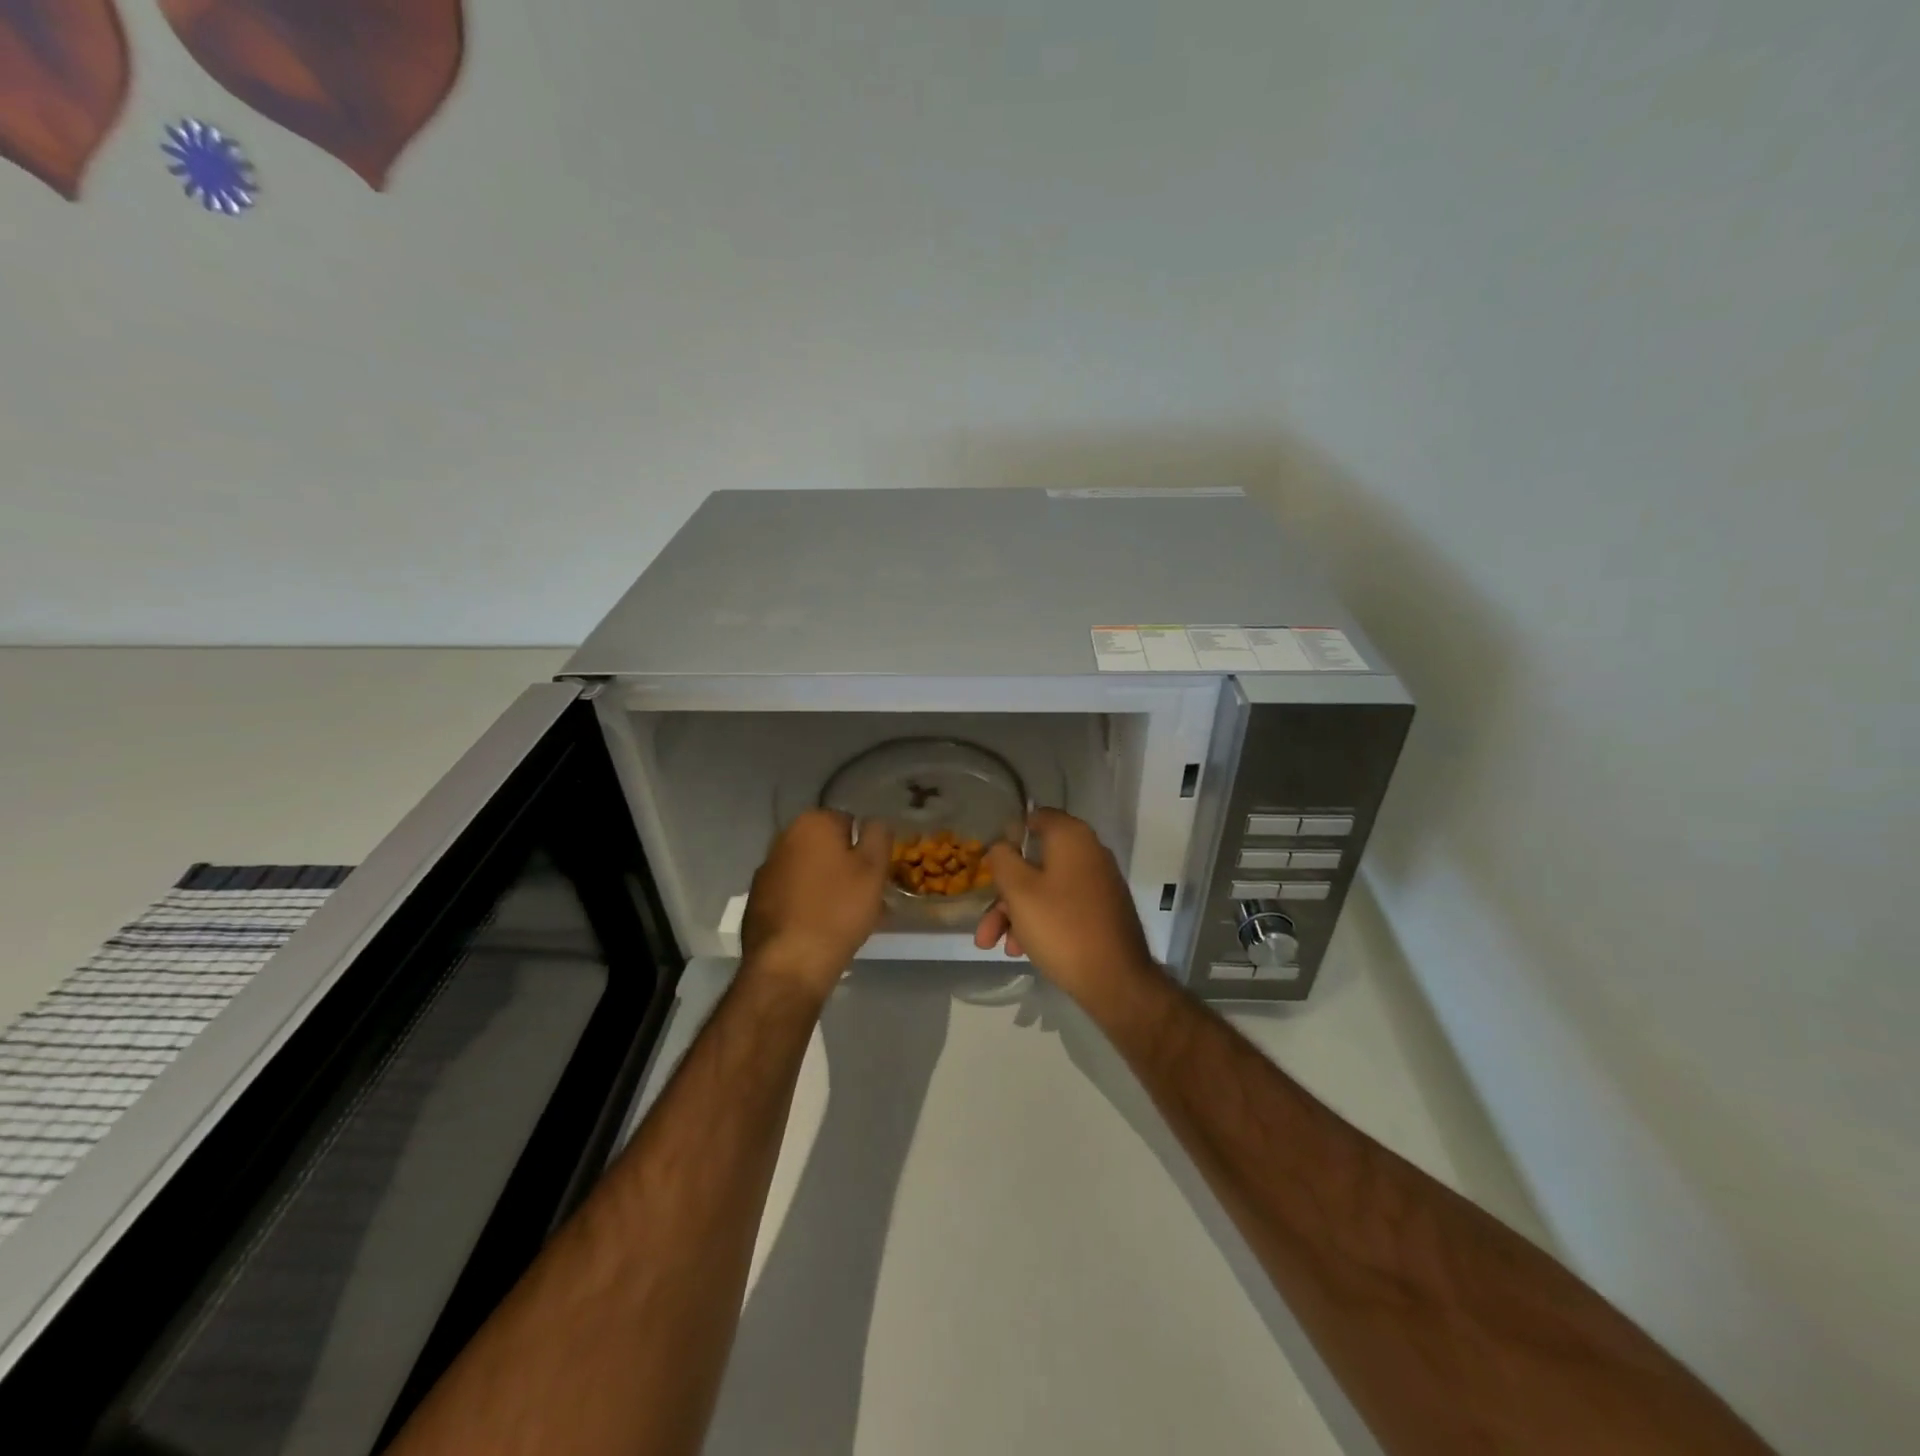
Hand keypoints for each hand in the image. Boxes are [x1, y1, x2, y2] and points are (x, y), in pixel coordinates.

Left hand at [742, 809, 890, 999]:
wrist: (789, 963)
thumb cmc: (838, 910)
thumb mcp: (874, 869)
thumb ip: (878, 834)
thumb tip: (873, 821)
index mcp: (811, 823)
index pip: (849, 822)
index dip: (865, 848)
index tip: (874, 875)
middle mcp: (783, 839)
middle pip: (826, 847)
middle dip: (845, 866)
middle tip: (864, 897)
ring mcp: (766, 870)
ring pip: (809, 871)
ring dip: (827, 885)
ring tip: (845, 918)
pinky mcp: (757, 900)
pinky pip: (792, 894)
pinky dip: (807, 903)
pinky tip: (819, 928)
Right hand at [973, 808, 1154, 1004]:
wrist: (1116, 980)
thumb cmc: (1061, 927)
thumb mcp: (1019, 891)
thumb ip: (1003, 860)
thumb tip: (1001, 846)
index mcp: (1072, 837)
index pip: (1037, 817)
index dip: (1009, 835)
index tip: (991, 861)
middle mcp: (1089, 853)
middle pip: (1035, 861)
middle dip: (1004, 893)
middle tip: (985, 923)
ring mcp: (1098, 884)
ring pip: (1045, 889)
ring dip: (1016, 914)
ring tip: (996, 945)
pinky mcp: (1102, 912)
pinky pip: (1062, 907)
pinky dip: (1039, 922)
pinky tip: (1021, 951)